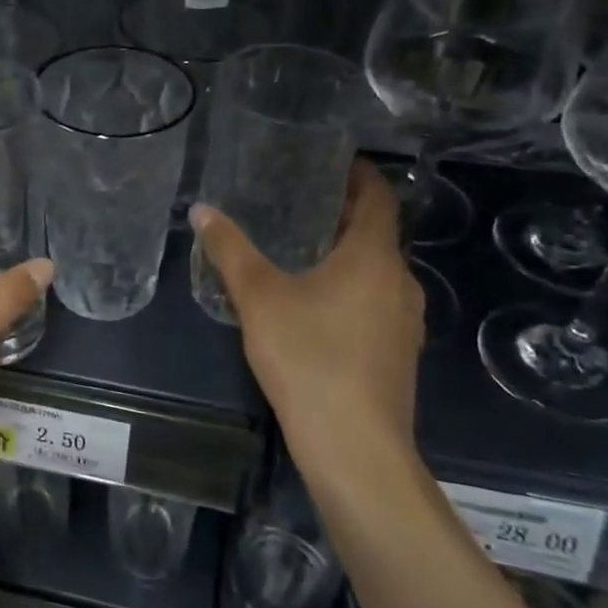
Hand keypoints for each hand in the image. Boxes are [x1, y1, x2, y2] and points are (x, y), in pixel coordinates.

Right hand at [191, 160, 423, 474]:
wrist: (354, 446)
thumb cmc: (309, 357)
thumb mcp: (259, 297)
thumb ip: (230, 251)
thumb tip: (202, 210)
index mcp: (373, 258)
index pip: (378, 199)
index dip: (361, 176)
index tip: (335, 160)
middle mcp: (400, 283)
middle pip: (379, 235)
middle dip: (346, 215)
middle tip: (303, 201)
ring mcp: (405, 322)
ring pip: (378, 272)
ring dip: (350, 254)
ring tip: (306, 247)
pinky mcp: (399, 354)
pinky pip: (377, 302)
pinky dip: (354, 288)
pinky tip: (318, 303)